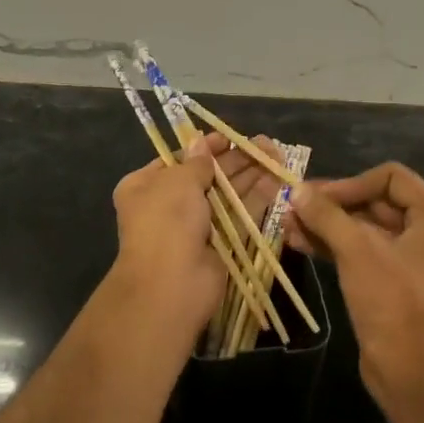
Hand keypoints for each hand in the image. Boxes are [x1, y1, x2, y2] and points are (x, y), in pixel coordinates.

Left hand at [106, 133, 289, 347]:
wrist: (172, 285)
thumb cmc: (167, 222)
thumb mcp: (178, 181)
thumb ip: (197, 162)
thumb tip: (202, 144)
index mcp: (146, 186)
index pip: (178, 160)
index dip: (204, 147)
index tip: (229, 137)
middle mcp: (169, 205)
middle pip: (207, 175)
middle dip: (235, 160)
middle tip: (263, 143)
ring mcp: (196, 227)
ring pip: (227, 194)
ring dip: (250, 174)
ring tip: (276, 154)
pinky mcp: (221, 244)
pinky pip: (239, 215)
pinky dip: (257, 198)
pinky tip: (276, 179)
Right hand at [286, 162, 423, 405]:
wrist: (408, 370)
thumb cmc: (391, 302)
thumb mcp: (356, 251)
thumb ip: (326, 215)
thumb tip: (296, 189)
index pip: (389, 177)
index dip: (350, 184)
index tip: (315, 197)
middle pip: (374, 200)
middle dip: (332, 204)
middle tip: (294, 206)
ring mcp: (411, 254)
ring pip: (364, 225)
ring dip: (327, 224)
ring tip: (288, 224)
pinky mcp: (393, 277)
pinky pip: (362, 248)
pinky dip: (334, 243)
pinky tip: (300, 242)